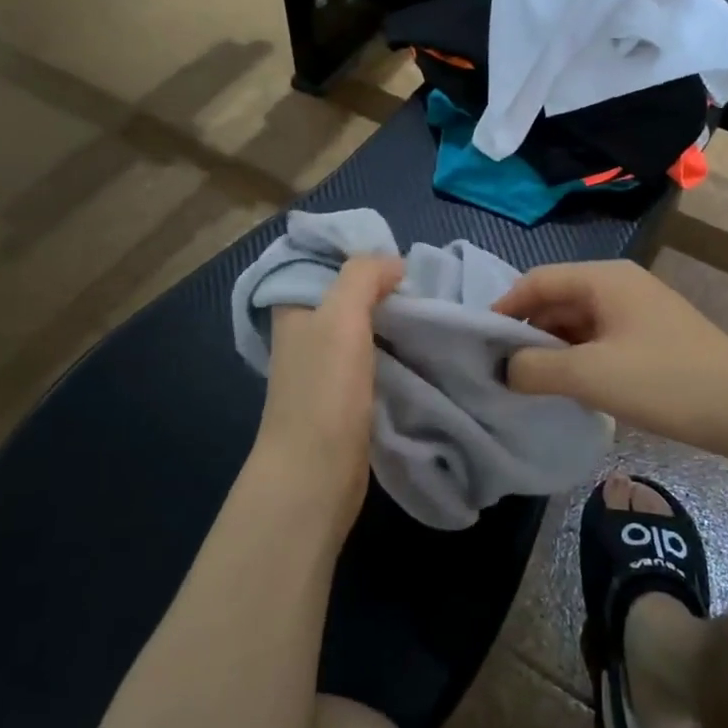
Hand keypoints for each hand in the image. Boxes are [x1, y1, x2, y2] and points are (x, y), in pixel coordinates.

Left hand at [254, 255, 403, 521]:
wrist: (316, 472)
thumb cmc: (324, 389)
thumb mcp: (341, 315)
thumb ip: (363, 276)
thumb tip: (394, 264)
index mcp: (294, 308)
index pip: (325, 263)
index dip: (360, 255)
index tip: (401, 258)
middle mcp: (306, 334)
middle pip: (349, 297)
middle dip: (385, 289)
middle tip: (428, 286)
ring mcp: (326, 368)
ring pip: (366, 329)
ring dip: (395, 322)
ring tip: (434, 312)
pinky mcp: (346, 397)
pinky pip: (376, 360)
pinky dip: (397, 351)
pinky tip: (423, 348)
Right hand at [493, 261, 727, 460]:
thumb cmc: (665, 381)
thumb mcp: (590, 375)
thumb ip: (535, 368)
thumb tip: (503, 369)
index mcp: (604, 278)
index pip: (536, 281)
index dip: (503, 309)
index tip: (479, 345)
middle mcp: (619, 286)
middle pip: (556, 300)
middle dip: (526, 332)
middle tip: (498, 370)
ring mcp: (637, 312)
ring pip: (577, 323)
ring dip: (551, 349)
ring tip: (527, 383)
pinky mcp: (650, 339)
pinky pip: (598, 340)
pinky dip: (577, 359)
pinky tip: (567, 387)